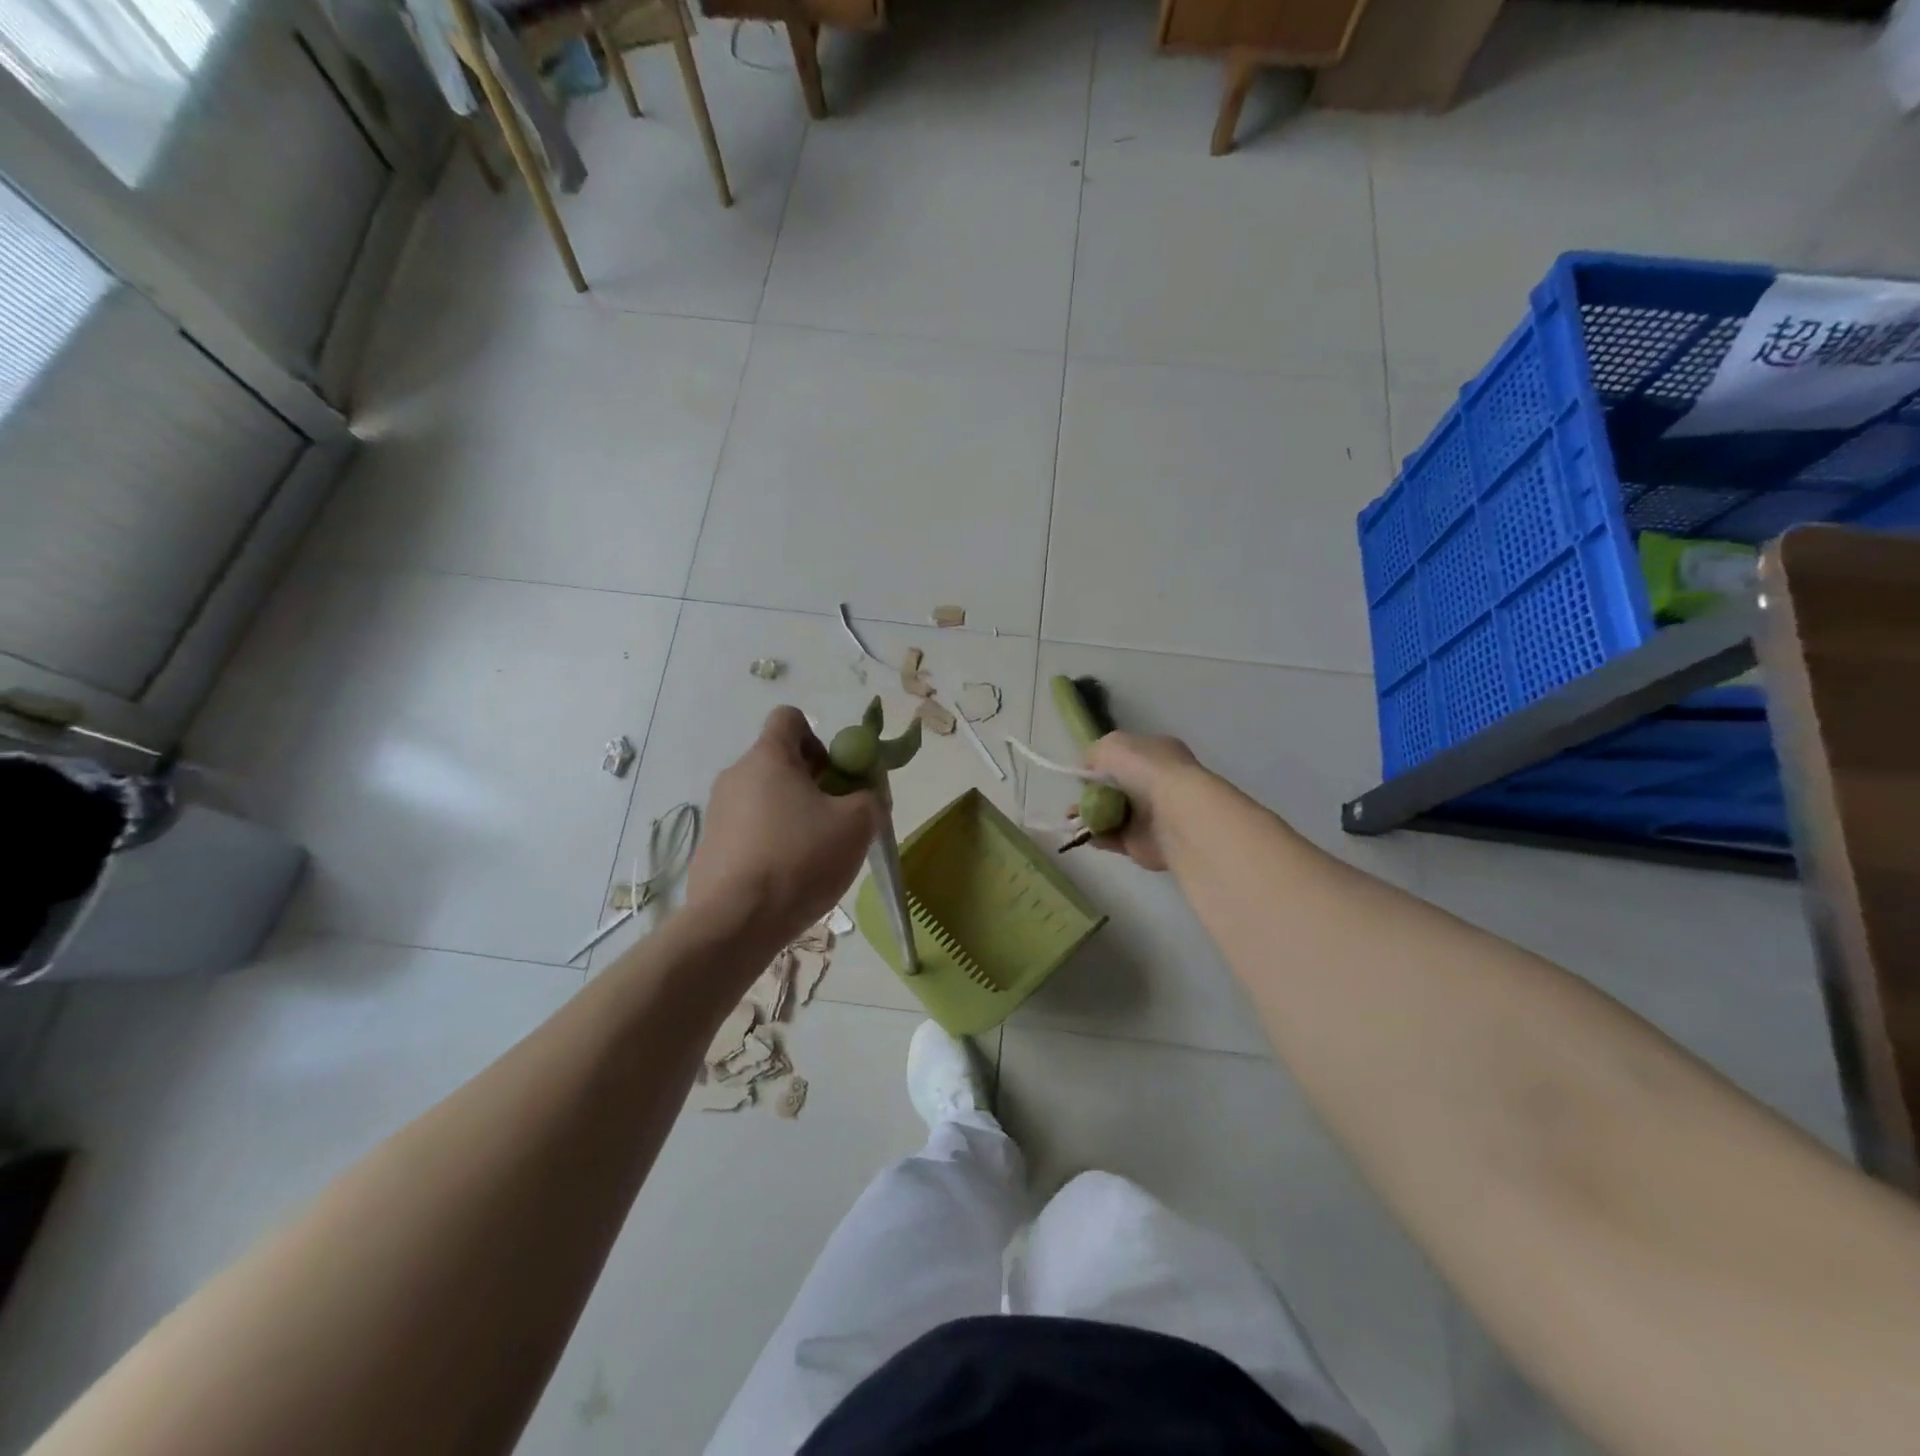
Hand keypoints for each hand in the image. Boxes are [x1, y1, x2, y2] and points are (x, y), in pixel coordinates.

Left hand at [687, 708, 881, 947]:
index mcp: (768, 757)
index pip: (790, 718)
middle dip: (813, 783)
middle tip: (836, 819)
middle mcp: (736, 775)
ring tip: (814, 854)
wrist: (735, 922)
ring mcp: (718, 812)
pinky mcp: (711, 847)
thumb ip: (871, 797)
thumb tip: (866, 796)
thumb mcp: (858, 824)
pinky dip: (772, 842)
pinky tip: (787, 877)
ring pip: (766, 798)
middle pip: (780, 762)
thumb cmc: (800, 858)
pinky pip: (750, 830)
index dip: (820, 738)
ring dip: (793, 815)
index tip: (836, 775)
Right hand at [1082, 731, 1206, 871]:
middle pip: (1117, 788)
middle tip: (1074, 800)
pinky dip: (1096, 836)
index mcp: (1158, 753)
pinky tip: (1082, 834)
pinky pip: (1114, 838)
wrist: (1174, 815)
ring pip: (1113, 814)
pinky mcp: (1145, 843)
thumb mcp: (1112, 745)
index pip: (1126, 757)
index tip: (1084, 774)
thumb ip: (1095, 753)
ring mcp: (1153, 815)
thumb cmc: (1146, 771)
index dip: (1103, 764)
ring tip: (1070, 819)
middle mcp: (1158, 782)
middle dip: (1093, 794)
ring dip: (1090, 816)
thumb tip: (1089, 770)